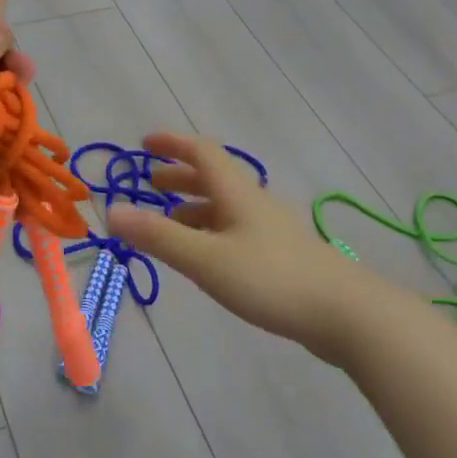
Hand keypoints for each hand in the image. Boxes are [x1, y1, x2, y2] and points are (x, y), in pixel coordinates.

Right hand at [107, 132, 364, 360]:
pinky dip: (211, 231)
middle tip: (150, 185)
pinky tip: (206, 257)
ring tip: (169, 223)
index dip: (172, 144)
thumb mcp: (206, 259)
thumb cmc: (271, 279)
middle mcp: (255, 203)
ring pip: (225, 207)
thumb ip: (159, 237)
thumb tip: (111, 211)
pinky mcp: (281, 255)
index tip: (144, 143)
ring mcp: (271, 229)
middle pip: (214, 178)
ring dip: (194, 207)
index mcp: (237, 193)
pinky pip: (236, 230)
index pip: (202, 152)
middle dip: (179, 177)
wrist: (346, 314)